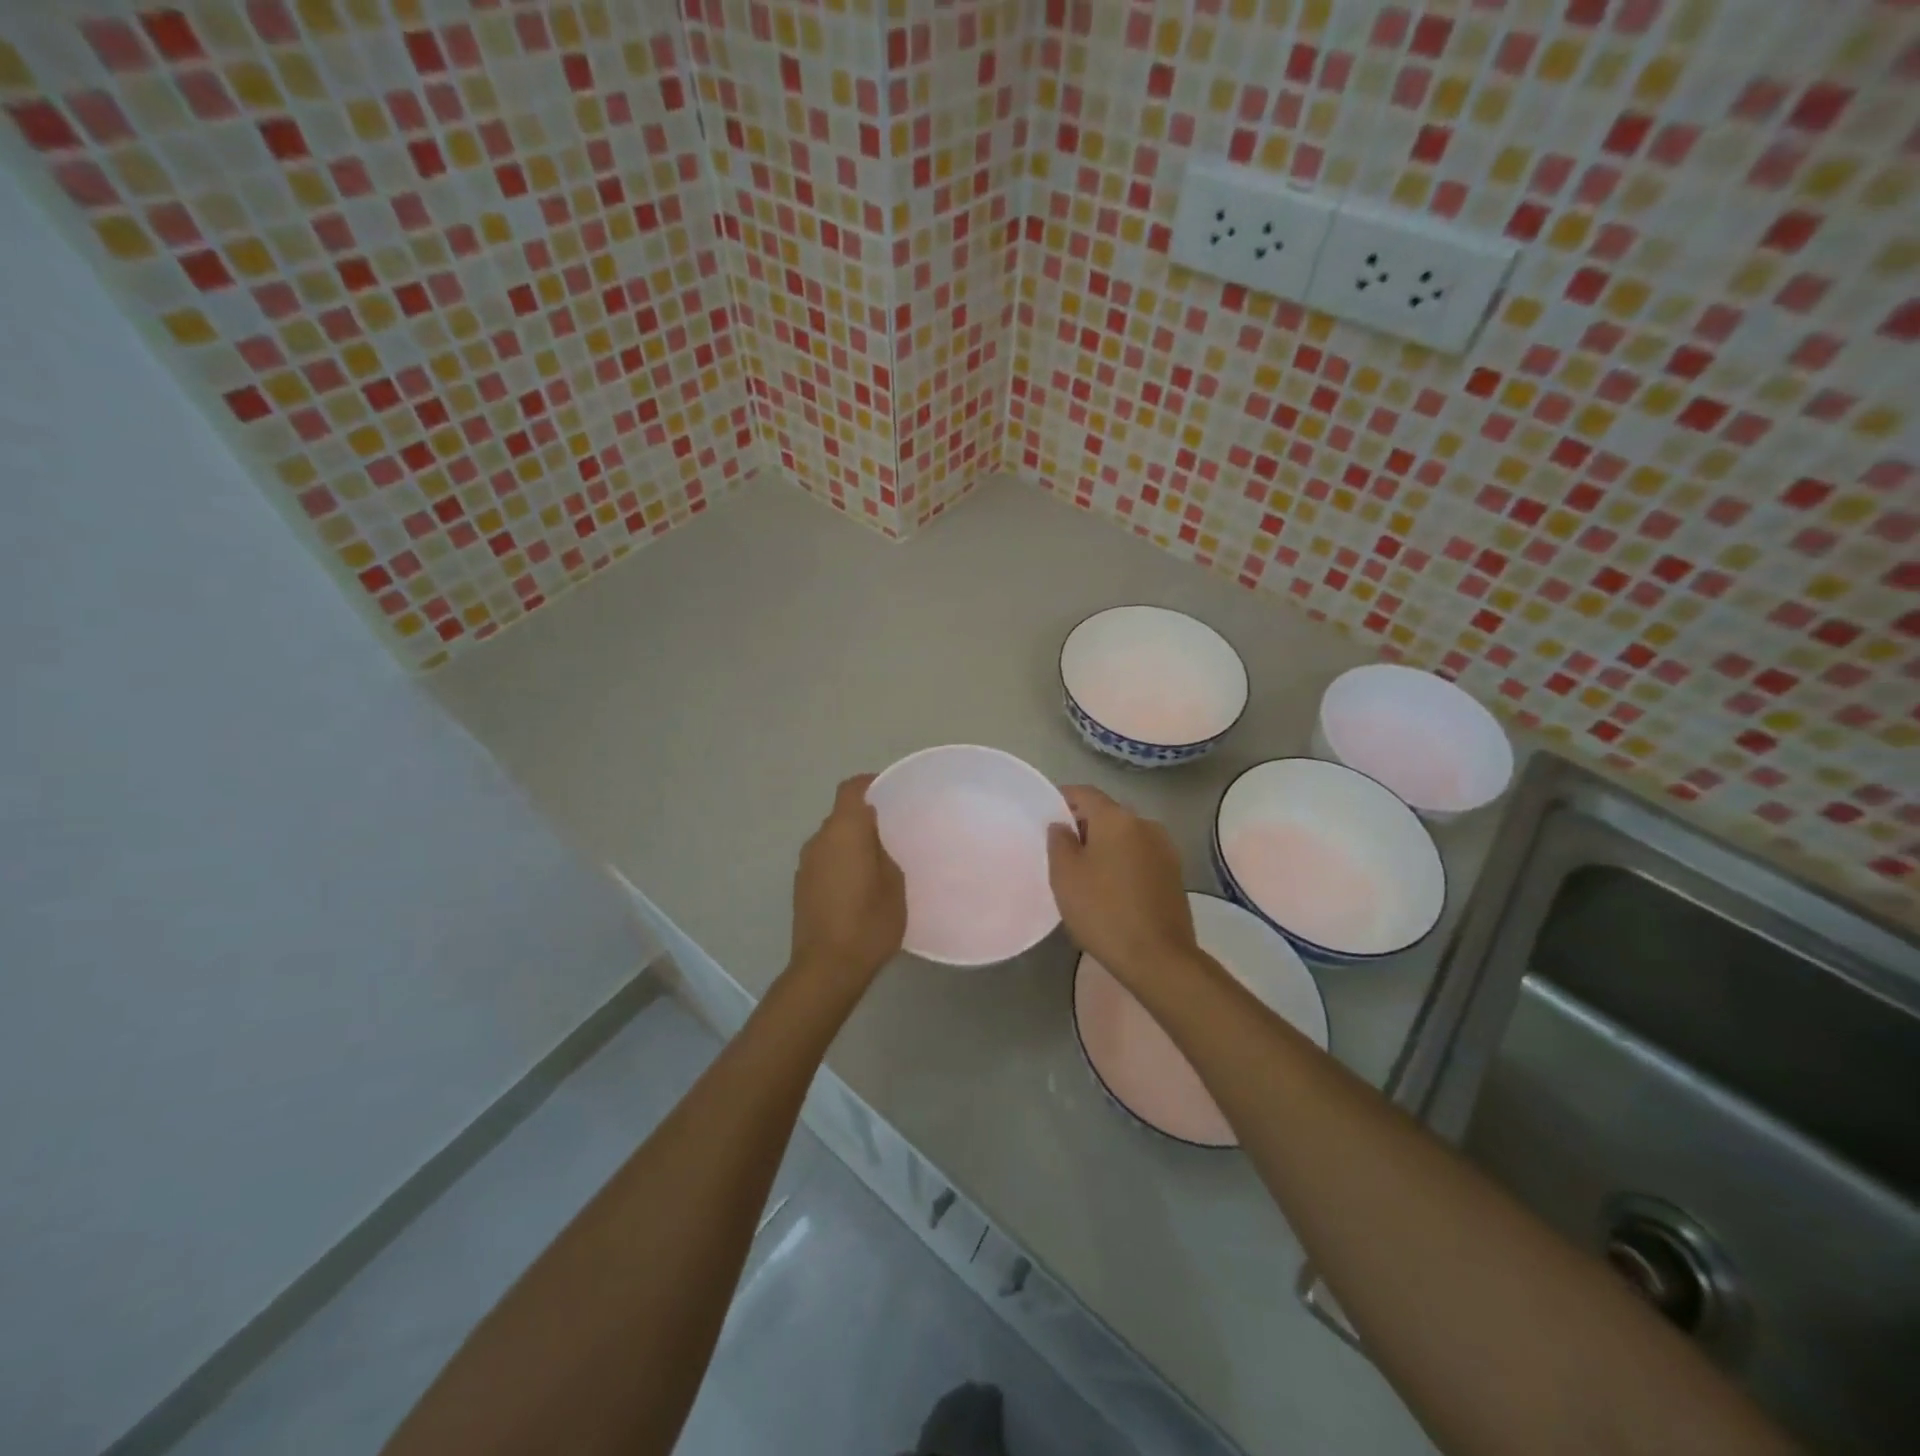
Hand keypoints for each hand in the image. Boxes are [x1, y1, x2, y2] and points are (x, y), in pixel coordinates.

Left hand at [789, 774, 906, 989]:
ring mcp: (805, 864)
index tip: (889, 793)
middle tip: (891, 834)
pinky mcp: (800, 887)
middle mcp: (819, 840)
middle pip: (840, 815)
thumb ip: (883, 852)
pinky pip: (824, 861)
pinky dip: (840, 863)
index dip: (869, 784)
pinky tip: (857, 886)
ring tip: (876, 863)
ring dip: (850, 843)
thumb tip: (872, 843)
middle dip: (864, 819)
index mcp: (844, 831)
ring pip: (831, 840)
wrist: (827, 967)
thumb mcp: (894, 883)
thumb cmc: (869, 921)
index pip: (850, 789)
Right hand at [1046, 785, 1200, 994]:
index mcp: (1117, 818)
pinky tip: (1111, 887)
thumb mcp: (1065, 876)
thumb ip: (1059, 842)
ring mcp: (1165, 849)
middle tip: (1062, 849)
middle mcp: (1145, 824)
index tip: (1046, 814)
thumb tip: (1062, 826)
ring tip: (1086, 871)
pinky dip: (1123, 862)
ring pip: (1126, 836)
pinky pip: (1141, 856)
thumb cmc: (1103, 911)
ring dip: (1106, 845)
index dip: (1063, 798)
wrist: (1158, 957)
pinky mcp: (1175, 874)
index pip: (1085, 793)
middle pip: (1108, 813)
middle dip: (1085, 824)